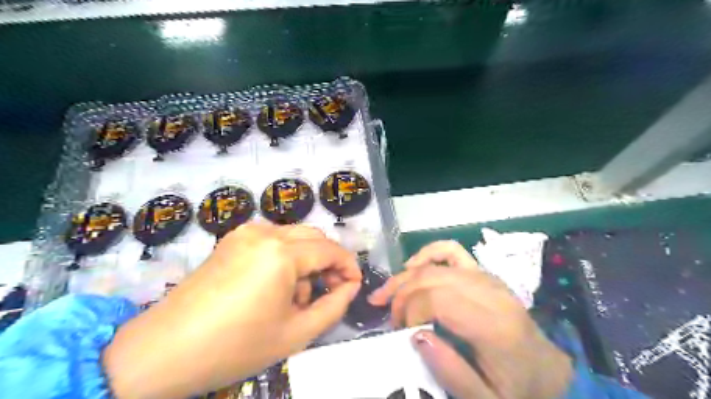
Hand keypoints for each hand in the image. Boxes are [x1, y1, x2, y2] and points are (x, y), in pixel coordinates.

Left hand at [103, 224, 362, 398]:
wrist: (163, 351)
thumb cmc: (234, 346)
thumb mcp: (296, 333)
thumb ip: (334, 306)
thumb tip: (350, 286)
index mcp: (282, 253)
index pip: (331, 249)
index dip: (348, 266)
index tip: (354, 286)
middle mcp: (265, 232)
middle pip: (314, 237)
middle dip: (329, 261)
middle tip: (330, 290)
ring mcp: (245, 233)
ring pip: (295, 236)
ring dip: (307, 259)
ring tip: (297, 295)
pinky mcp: (232, 239)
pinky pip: (273, 239)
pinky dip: (285, 257)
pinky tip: (274, 284)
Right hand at [367, 240, 570, 397]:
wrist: (546, 370)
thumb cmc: (517, 387)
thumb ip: (451, 372)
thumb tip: (416, 335)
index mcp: (494, 325)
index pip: (438, 299)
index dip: (411, 310)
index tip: (402, 331)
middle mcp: (491, 293)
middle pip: (431, 278)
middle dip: (402, 295)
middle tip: (391, 319)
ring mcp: (487, 277)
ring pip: (435, 265)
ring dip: (405, 277)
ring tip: (387, 294)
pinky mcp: (483, 273)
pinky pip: (452, 250)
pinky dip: (427, 253)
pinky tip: (411, 266)